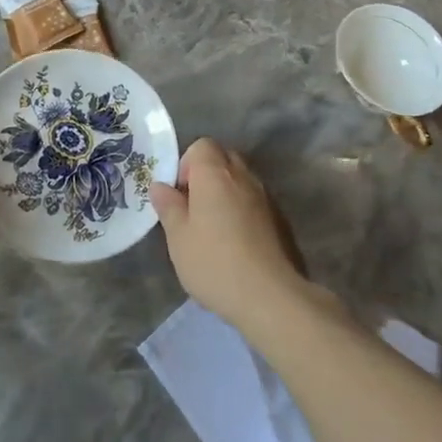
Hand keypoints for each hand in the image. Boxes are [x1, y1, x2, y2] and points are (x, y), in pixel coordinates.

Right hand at [151, 139, 306, 330]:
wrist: (271, 296)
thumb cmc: (214, 263)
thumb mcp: (178, 237)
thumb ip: (168, 206)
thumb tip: (160, 186)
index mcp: (215, 174)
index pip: (202, 145)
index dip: (187, 164)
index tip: (180, 194)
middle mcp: (244, 177)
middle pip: (224, 158)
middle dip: (207, 176)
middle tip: (193, 209)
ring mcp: (266, 198)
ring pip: (241, 181)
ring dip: (226, 194)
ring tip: (214, 229)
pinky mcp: (281, 220)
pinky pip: (256, 202)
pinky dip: (243, 212)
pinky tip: (236, 244)